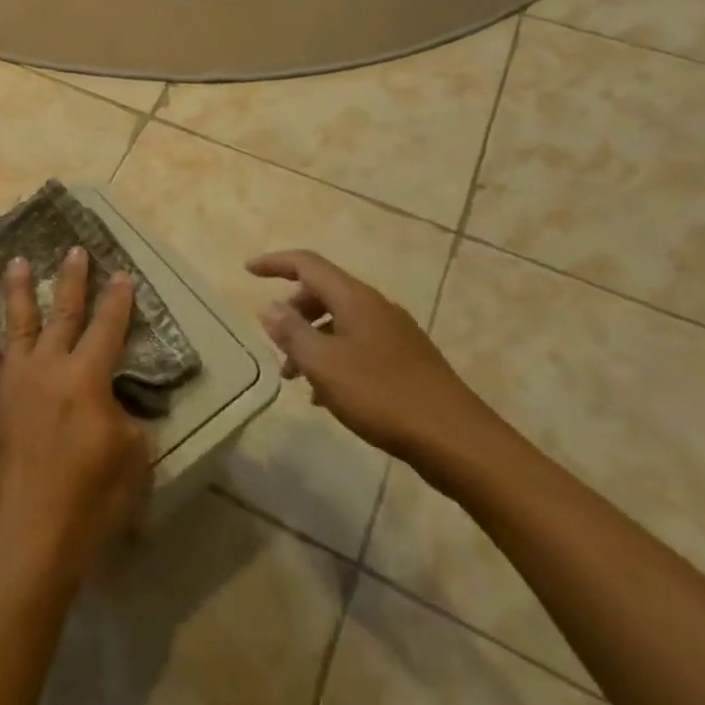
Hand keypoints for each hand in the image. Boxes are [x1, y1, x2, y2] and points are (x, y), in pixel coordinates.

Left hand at [0, 248, 151, 589]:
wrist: (25, 537)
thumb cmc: (89, 502)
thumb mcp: (131, 460)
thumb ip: (123, 420)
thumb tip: (109, 405)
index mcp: (86, 379)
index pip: (107, 328)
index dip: (117, 300)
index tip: (120, 273)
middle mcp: (47, 369)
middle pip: (62, 314)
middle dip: (71, 280)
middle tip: (74, 250)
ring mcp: (13, 385)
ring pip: (17, 327)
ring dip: (20, 293)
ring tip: (16, 263)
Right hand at [247, 249, 496, 466]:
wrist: (457, 441)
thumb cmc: (382, 396)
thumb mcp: (323, 364)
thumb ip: (291, 332)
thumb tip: (269, 307)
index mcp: (355, 299)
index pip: (307, 264)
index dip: (275, 263)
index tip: (247, 270)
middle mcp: (376, 307)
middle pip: (323, 291)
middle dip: (293, 310)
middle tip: (274, 339)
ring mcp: (395, 334)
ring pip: (340, 322)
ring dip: (311, 339)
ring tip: (294, 377)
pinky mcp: (406, 361)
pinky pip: (357, 345)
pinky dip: (334, 358)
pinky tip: (327, 395)